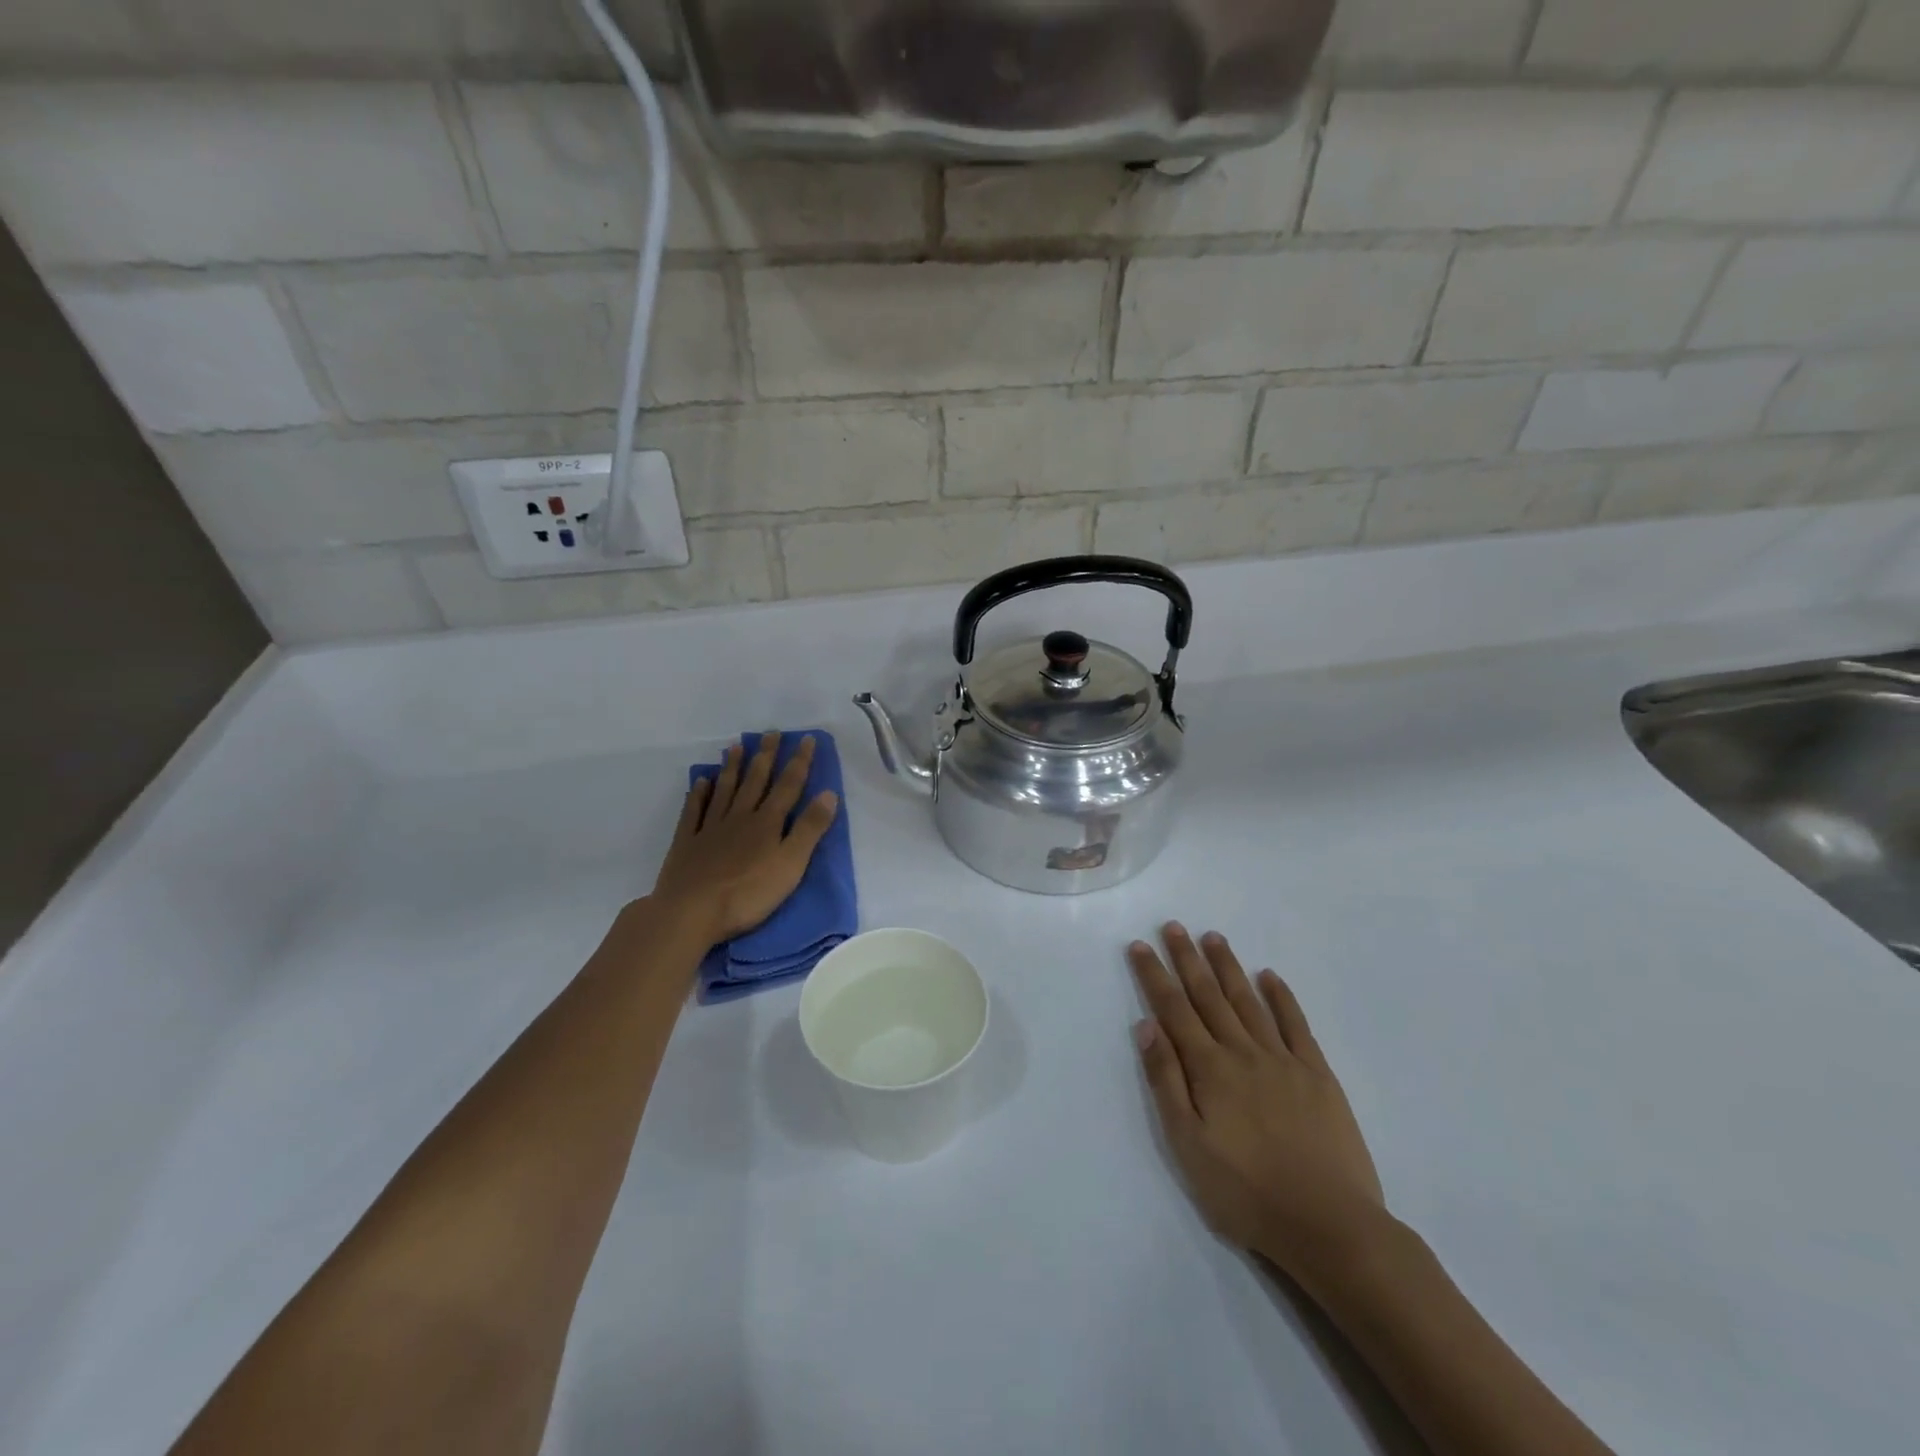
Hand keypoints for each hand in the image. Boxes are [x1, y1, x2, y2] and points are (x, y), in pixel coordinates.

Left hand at [650, 732, 840, 945]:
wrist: (690, 912)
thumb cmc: (748, 894)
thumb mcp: (791, 865)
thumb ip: (809, 829)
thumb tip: (829, 793)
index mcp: (767, 823)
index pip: (788, 786)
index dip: (799, 762)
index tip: (807, 739)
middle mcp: (739, 817)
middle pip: (755, 781)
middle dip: (766, 756)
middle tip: (770, 733)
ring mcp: (710, 828)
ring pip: (725, 790)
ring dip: (732, 767)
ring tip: (736, 746)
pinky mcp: (687, 843)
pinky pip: (694, 812)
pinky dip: (699, 794)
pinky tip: (702, 781)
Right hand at [1128, 924, 1387, 1284]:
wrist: (1329, 1225)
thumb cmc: (1246, 1192)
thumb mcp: (1187, 1145)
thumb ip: (1166, 1081)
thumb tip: (1146, 1026)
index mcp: (1209, 1069)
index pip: (1174, 1010)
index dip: (1155, 976)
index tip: (1142, 945)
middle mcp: (1243, 1052)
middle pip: (1209, 996)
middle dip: (1188, 959)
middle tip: (1174, 926)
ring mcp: (1283, 1060)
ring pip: (1249, 1001)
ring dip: (1228, 967)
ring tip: (1212, 937)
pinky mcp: (1318, 1075)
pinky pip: (1296, 1025)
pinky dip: (1282, 997)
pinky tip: (1270, 976)